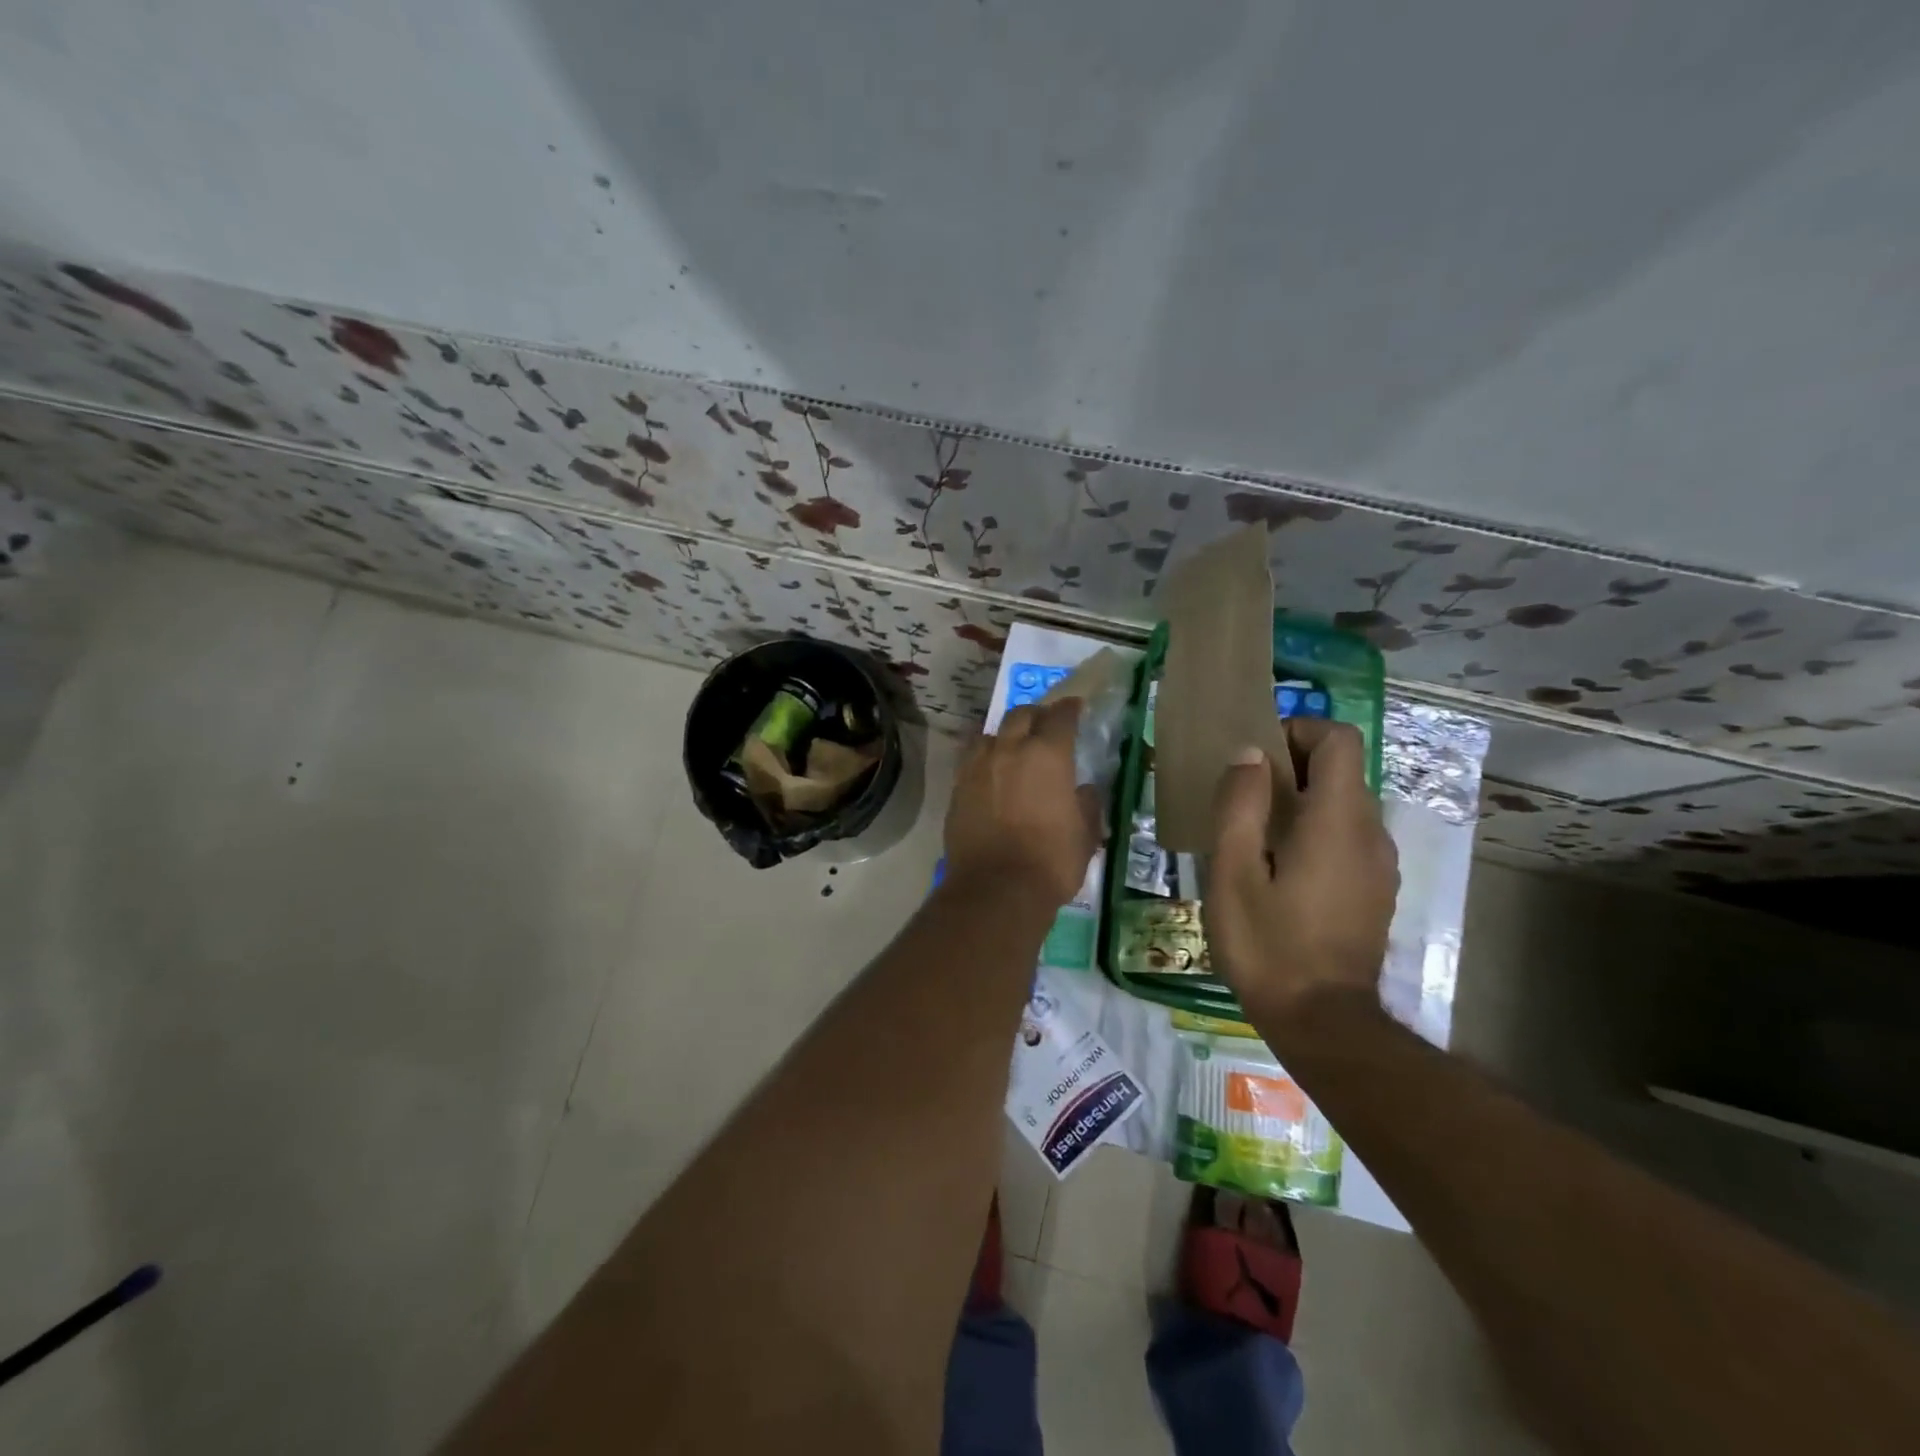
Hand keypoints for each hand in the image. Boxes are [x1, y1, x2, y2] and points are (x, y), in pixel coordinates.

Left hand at [944, 698, 1099, 908]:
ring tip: (1012, 747)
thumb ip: (1087, 804)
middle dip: (1036, 715)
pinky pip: (971, 759)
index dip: (1070, 708)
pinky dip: (984, 758)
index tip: (1076, 707)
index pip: (1061, 717)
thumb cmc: (1051, 861)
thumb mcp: (1085, 835)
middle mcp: (1010, 750)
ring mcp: (978, 767)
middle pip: (1021, 715)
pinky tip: (990, 772)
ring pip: (990, 733)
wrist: (996, 888)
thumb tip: (1083, 790)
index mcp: (1048, 755)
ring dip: (1005, 734)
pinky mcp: (957, 787)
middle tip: (1045, 725)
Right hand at [1206, 720, 1398, 1022]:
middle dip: (1292, 767)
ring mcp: (1380, 863)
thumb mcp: (1233, 872)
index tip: (1257, 758)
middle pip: (1341, 769)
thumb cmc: (1269, 944)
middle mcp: (1370, 831)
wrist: (1323, 1022)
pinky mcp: (1377, 890)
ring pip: (1344, 805)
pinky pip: (1349, 837)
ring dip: (1303, 801)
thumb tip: (1249, 754)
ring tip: (1255, 836)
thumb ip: (1240, 805)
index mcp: (1337, 819)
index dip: (1298, 730)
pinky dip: (1317, 831)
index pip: (1338, 738)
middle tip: (1243, 798)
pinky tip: (1281, 870)